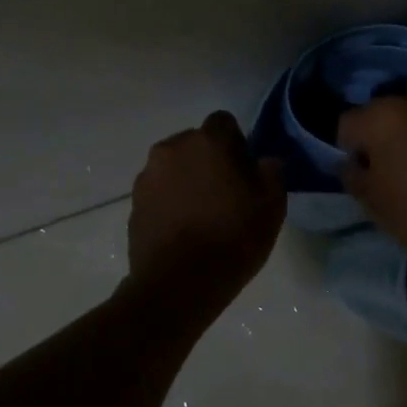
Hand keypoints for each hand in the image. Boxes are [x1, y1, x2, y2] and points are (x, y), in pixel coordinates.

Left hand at [127, 111, 285, 305]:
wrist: (179, 284)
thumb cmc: (233, 239)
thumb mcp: (272, 207)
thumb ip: (272, 174)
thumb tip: (266, 162)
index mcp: (208, 141)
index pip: (224, 122)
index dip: (236, 143)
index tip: (245, 172)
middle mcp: (172, 148)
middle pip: (195, 143)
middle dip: (208, 160)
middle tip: (225, 194)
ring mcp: (148, 176)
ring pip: (174, 167)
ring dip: (187, 180)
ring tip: (201, 215)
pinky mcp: (134, 204)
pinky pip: (158, 192)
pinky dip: (169, 202)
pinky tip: (182, 230)